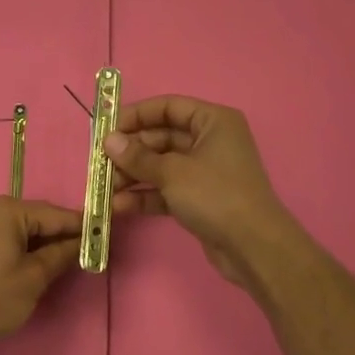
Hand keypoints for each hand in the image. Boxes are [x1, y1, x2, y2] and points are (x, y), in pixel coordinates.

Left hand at [0, 197, 83, 351]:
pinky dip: (27, 248)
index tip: (109, 233)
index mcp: (9, 210)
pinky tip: (39, 264)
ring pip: (25, 229)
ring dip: (46, 244)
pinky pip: (9, 238)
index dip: (83, 226)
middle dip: (64, 235)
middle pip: (40, 218)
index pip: (57, 214)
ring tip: (69, 261)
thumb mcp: (33, 278)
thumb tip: (84, 243)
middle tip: (91, 251)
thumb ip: (62, 255)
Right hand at [104, 95, 298, 292]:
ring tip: (104, 189)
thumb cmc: (216, 195)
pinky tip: (119, 206)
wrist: (254, 248)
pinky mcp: (200, 199)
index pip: (168, 107)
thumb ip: (138, 157)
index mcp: (212, 121)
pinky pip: (166, 189)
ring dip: (133, 176)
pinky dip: (145, 195)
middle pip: (161, 138)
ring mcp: (204, 171)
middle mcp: (210, 140)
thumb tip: (109, 141)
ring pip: (161, 166)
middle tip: (100, 164)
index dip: (136, 115)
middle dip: (130, 152)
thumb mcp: (173, 172)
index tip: (107, 129)